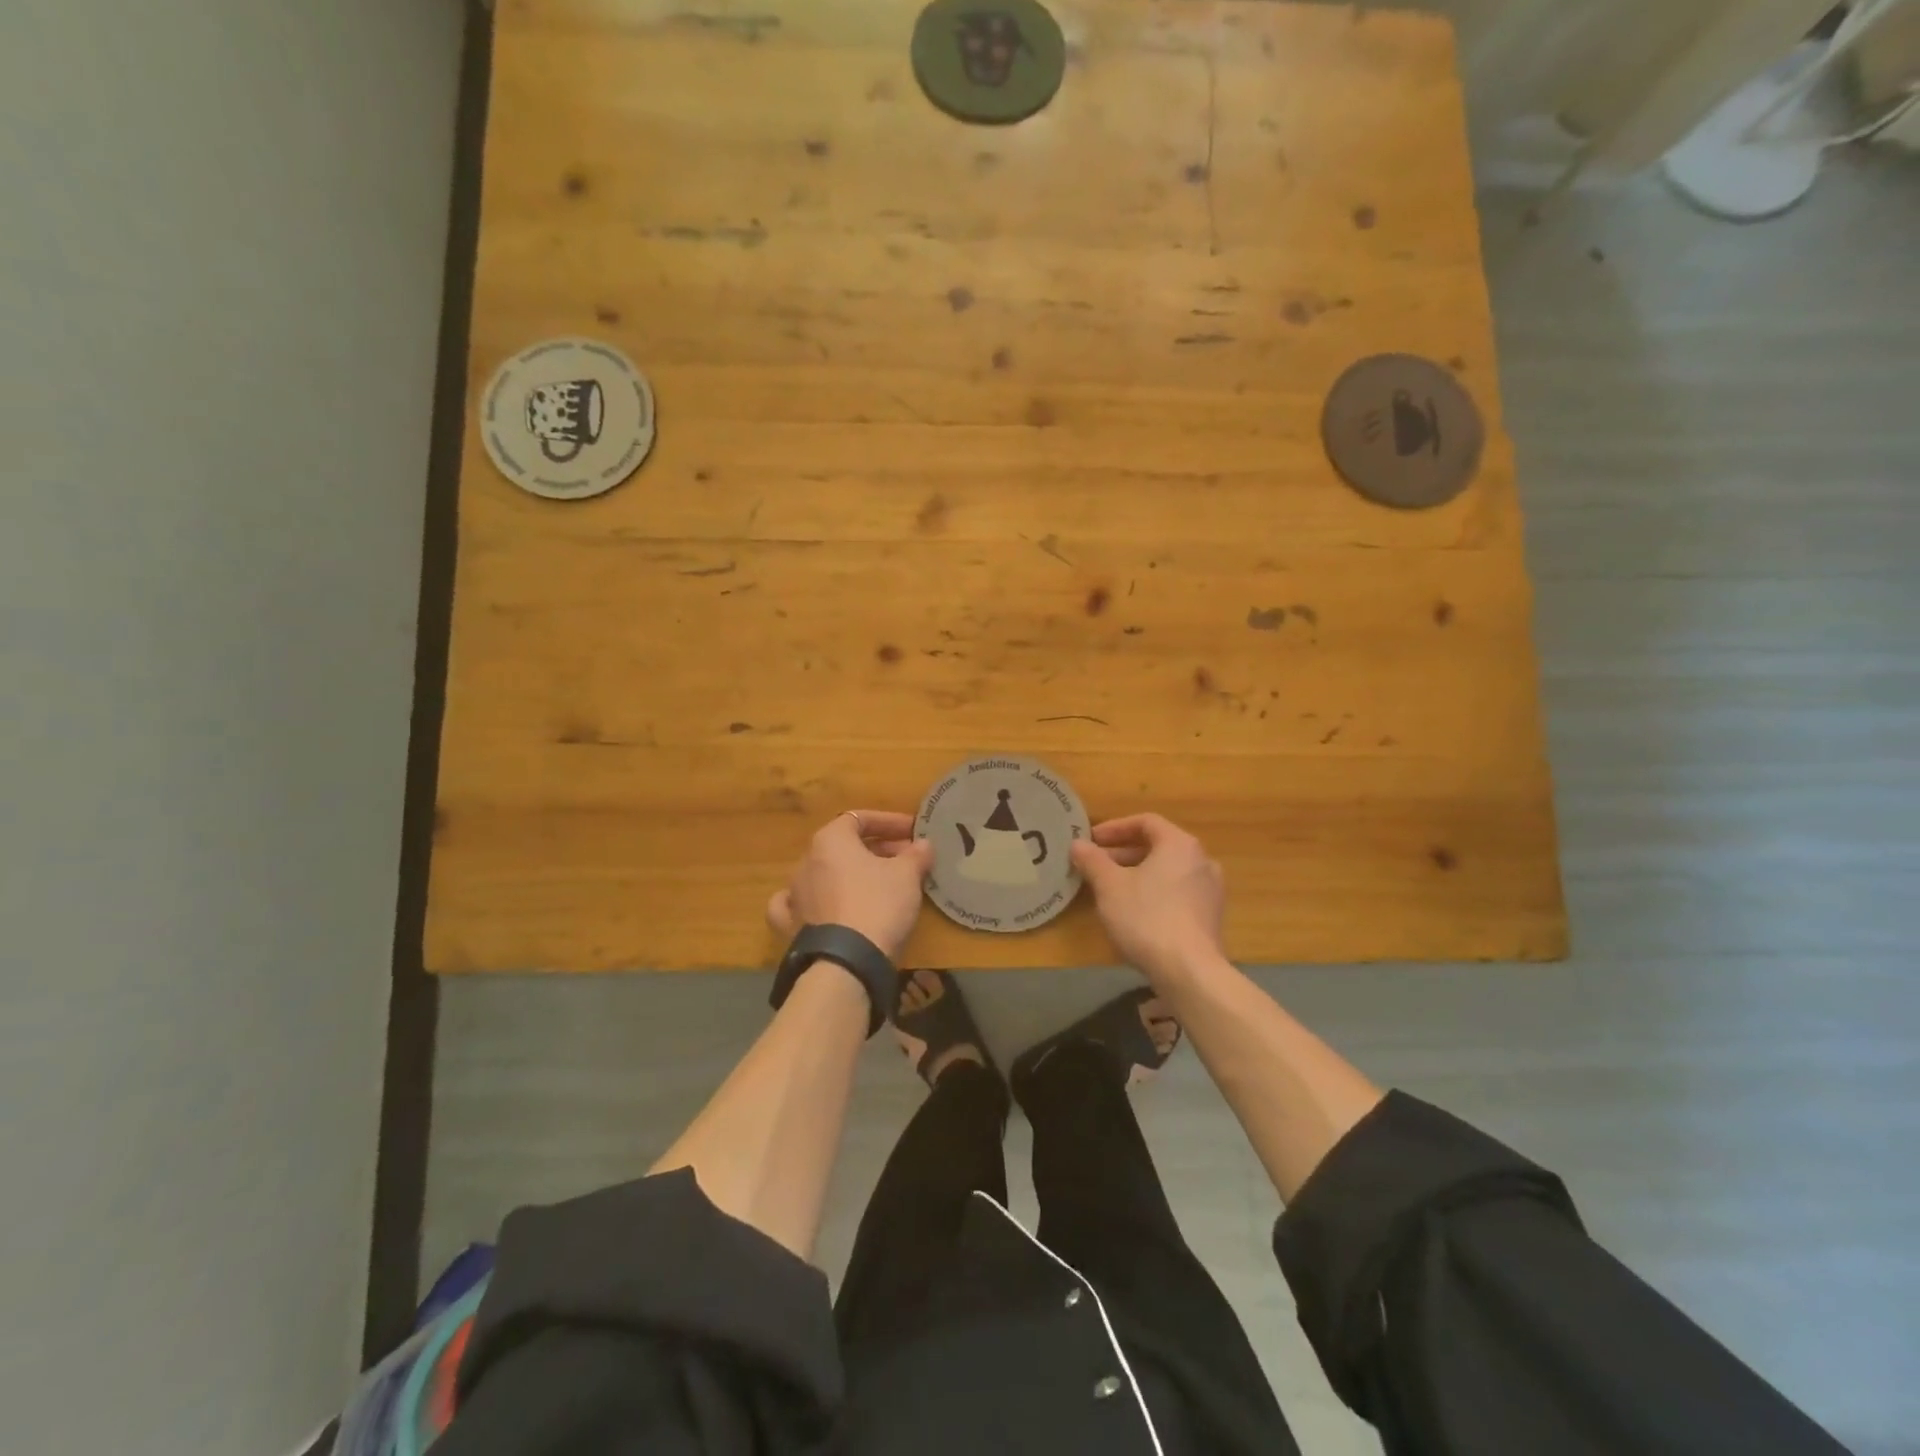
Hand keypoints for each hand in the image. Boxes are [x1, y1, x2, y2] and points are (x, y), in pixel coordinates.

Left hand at [767, 811, 934, 961]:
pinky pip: (800, 904)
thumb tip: (923, 844)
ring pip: (826, 874)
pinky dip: (814, 901)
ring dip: (852, 874)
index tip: (913, 832)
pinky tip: (823, 905)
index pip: (861, 819)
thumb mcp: (907, 875)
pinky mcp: (791, 924)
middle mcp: (806, 861)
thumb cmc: (878, 904)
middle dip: (877, 849)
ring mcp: (795, 894)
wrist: (846, 961)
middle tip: (907, 860)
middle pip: (844, 846)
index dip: (890, 822)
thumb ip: (916, 854)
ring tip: (879, 885)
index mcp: (830, 840)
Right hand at [1071, 813, 1226, 985]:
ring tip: (1111, 889)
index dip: (1115, 828)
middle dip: (1124, 853)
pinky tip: (1135, 912)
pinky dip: (1155, 892)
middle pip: (1158, 846)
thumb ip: (1092, 860)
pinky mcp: (1211, 917)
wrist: (1190, 971)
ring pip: (1168, 871)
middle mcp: (1202, 860)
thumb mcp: (1109, 886)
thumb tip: (1077, 844)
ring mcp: (1211, 890)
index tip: (1092, 841)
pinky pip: (1178, 893)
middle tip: (1096, 865)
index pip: (1146, 822)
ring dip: (1138, 874)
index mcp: (1179, 844)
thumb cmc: (1146, 917)